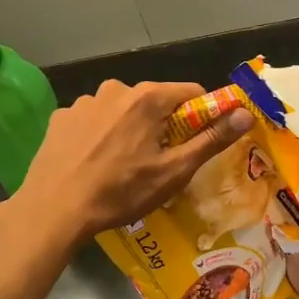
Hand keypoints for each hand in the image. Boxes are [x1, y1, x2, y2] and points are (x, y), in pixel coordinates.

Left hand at [17, 80, 251, 242]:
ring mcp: (84, 101)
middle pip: (155, 101)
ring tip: (121, 166)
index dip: (201, 116)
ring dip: (129, 129)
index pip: (191, 93)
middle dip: (162, 125)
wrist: (54, 210)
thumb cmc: (121, 192)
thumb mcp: (174, 171)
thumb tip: (244, 114)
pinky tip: (93, 162)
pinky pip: (93, 120)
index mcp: (147, 98)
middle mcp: (116, 89)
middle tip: (157, 162)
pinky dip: (99, 135)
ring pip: (122, 110)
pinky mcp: (61, 117)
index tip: (196, 143)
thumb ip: (211, 139)